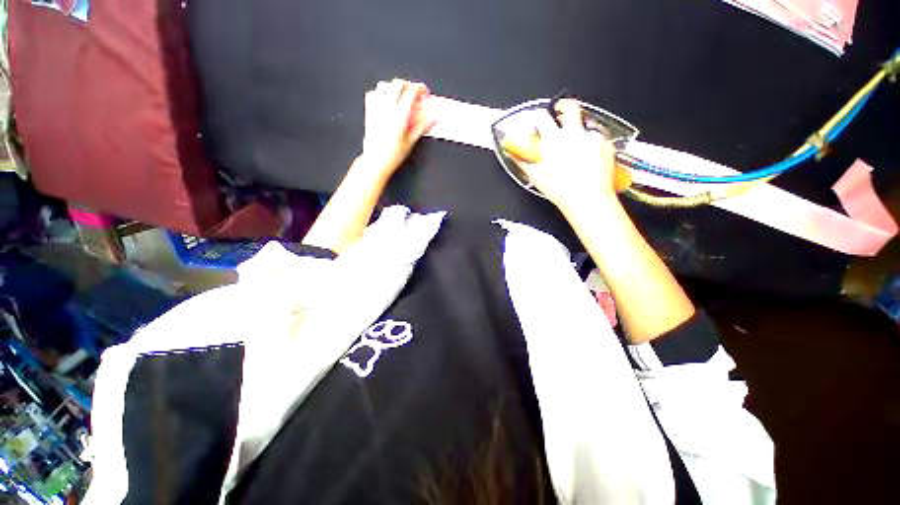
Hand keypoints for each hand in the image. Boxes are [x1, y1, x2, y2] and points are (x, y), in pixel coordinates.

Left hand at [360, 78, 436, 176]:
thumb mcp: (411, 141)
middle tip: (415, 94)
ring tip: (401, 97)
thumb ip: (422, 126)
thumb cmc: (393, 154)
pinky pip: (373, 95)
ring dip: (395, 88)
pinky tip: (386, 102)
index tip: (425, 94)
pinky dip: (382, 94)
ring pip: (385, 86)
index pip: (411, 91)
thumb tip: (434, 118)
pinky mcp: (369, 112)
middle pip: (398, 84)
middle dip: (408, 85)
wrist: (376, 161)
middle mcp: (387, 108)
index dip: (420, 89)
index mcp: (400, 115)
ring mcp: (377, 109)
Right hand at [514, 100, 618, 212]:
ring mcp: (591, 138)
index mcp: (553, 142)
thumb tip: (517, 157)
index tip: (541, 119)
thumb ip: (524, 164)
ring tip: (576, 151)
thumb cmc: (562, 191)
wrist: (588, 198)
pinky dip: (591, 144)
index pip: (544, 117)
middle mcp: (573, 135)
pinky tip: (587, 158)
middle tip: (560, 112)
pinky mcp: (605, 144)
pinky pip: (596, 138)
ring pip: (584, 125)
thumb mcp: (537, 178)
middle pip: (570, 107)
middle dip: (564, 106)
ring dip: (578, 133)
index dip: (541, 116)